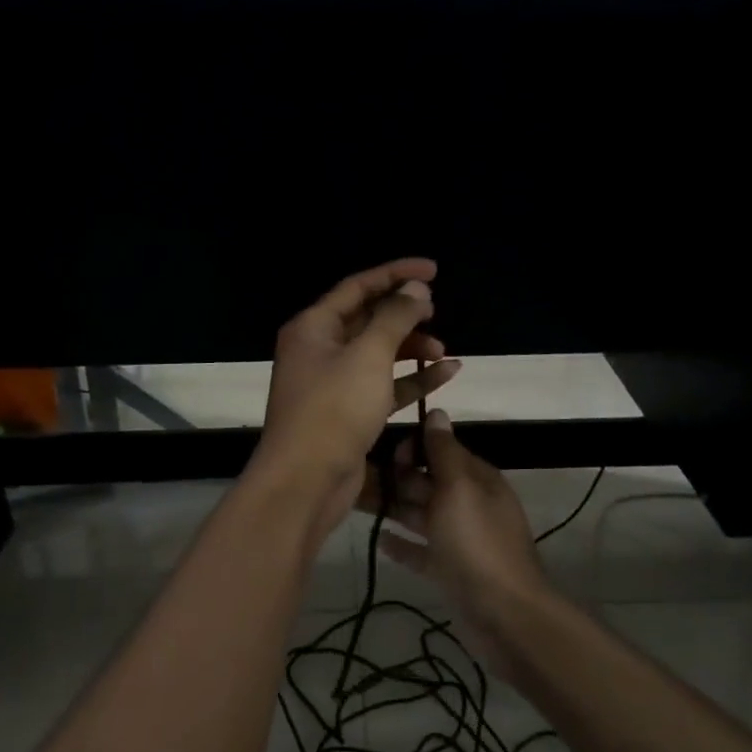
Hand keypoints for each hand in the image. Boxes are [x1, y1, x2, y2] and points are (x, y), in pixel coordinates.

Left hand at [255, 258, 461, 536]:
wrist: (306, 481)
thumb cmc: (333, 409)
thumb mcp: (368, 356)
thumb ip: (394, 318)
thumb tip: (415, 290)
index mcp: (314, 327)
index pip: (358, 287)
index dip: (395, 274)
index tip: (433, 270)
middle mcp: (320, 350)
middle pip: (367, 319)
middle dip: (404, 314)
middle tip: (436, 312)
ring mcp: (333, 383)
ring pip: (378, 354)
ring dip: (411, 349)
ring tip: (445, 350)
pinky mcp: (348, 412)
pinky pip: (384, 385)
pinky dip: (412, 380)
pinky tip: (446, 374)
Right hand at [364, 408, 551, 680]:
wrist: (504, 615)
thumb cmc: (477, 544)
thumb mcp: (459, 490)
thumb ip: (444, 452)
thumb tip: (438, 412)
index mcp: (477, 480)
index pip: (442, 450)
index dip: (413, 448)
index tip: (383, 451)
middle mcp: (469, 504)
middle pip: (428, 483)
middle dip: (397, 478)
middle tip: (358, 477)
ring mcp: (459, 539)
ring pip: (421, 515)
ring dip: (393, 508)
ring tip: (356, 503)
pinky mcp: (449, 569)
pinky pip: (421, 550)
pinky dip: (402, 544)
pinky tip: (378, 540)